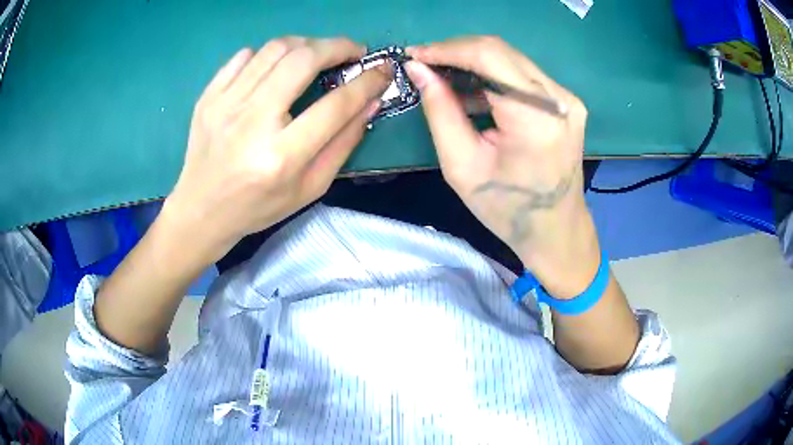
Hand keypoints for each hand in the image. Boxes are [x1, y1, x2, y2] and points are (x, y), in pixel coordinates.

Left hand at [163, 37, 390, 264]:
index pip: (335, 105)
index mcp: (281, 157)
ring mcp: (225, 105)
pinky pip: (244, 56)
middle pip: (302, 60)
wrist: (202, 210)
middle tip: (353, 51)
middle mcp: (251, 123)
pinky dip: (269, 54)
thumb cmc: (258, 206)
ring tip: (318, 54)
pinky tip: (277, 68)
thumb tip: (370, 102)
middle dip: (338, 47)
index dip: (366, 82)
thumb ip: (343, 144)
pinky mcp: (208, 96)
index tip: (382, 69)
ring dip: (307, 44)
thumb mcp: (310, 189)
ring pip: (275, 49)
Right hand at [406, 37, 599, 296]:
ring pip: (511, 59)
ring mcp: (567, 99)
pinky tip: (472, 91)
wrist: (556, 231)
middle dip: (457, 52)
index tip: (415, 54)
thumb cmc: (507, 209)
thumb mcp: (462, 165)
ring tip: (443, 79)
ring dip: (473, 63)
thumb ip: (439, 111)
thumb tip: (418, 69)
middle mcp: (559, 99)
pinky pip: (522, 75)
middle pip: (500, 51)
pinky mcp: (567, 102)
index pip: (488, 56)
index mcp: (535, 118)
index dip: (446, 49)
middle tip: (425, 65)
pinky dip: (493, 76)